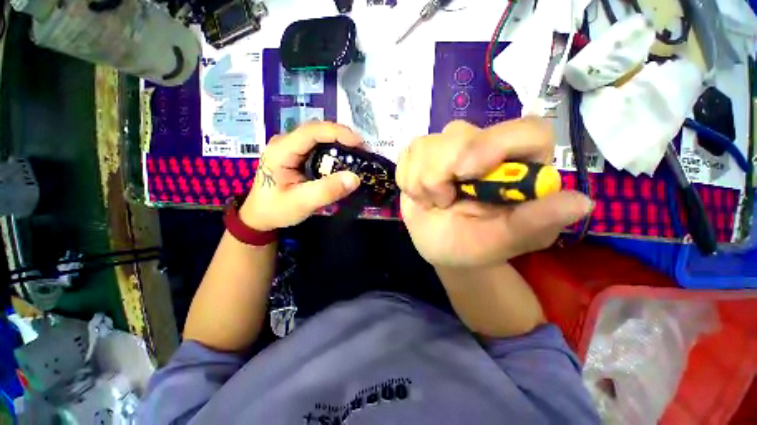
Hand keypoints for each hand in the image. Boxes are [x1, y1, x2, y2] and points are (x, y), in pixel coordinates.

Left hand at [239, 122, 362, 230]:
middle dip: (343, 137)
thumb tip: (355, 178)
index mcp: (282, 150)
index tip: (360, 144)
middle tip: (363, 151)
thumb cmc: (277, 210)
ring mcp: (291, 147)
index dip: (339, 133)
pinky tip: (344, 160)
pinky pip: (319, 147)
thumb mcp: (302, 203)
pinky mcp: (297, 154)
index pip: (312, 131)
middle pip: (318, 130)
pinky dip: (334, 151)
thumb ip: (327, 191)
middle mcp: (285, 142)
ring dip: (340, 143)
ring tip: (358, 155)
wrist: (260, 216)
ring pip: (320, 137)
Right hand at [397, 118, 592, 267]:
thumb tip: (581, 203)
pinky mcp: (423, 154)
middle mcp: (486, 148)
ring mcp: (450, 147)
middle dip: (441, 173)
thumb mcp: (502, 241)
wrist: (440, 246)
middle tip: (443, 201)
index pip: (526, 130)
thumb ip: (535, 222)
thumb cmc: (473, 246)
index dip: (497, 143)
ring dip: (422, 181)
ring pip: (427, 143)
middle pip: (460, 133)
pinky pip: (408, 153)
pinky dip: (408, 180)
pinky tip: (420, 195)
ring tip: (433, 202)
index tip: (467, 171)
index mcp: (518, 168)